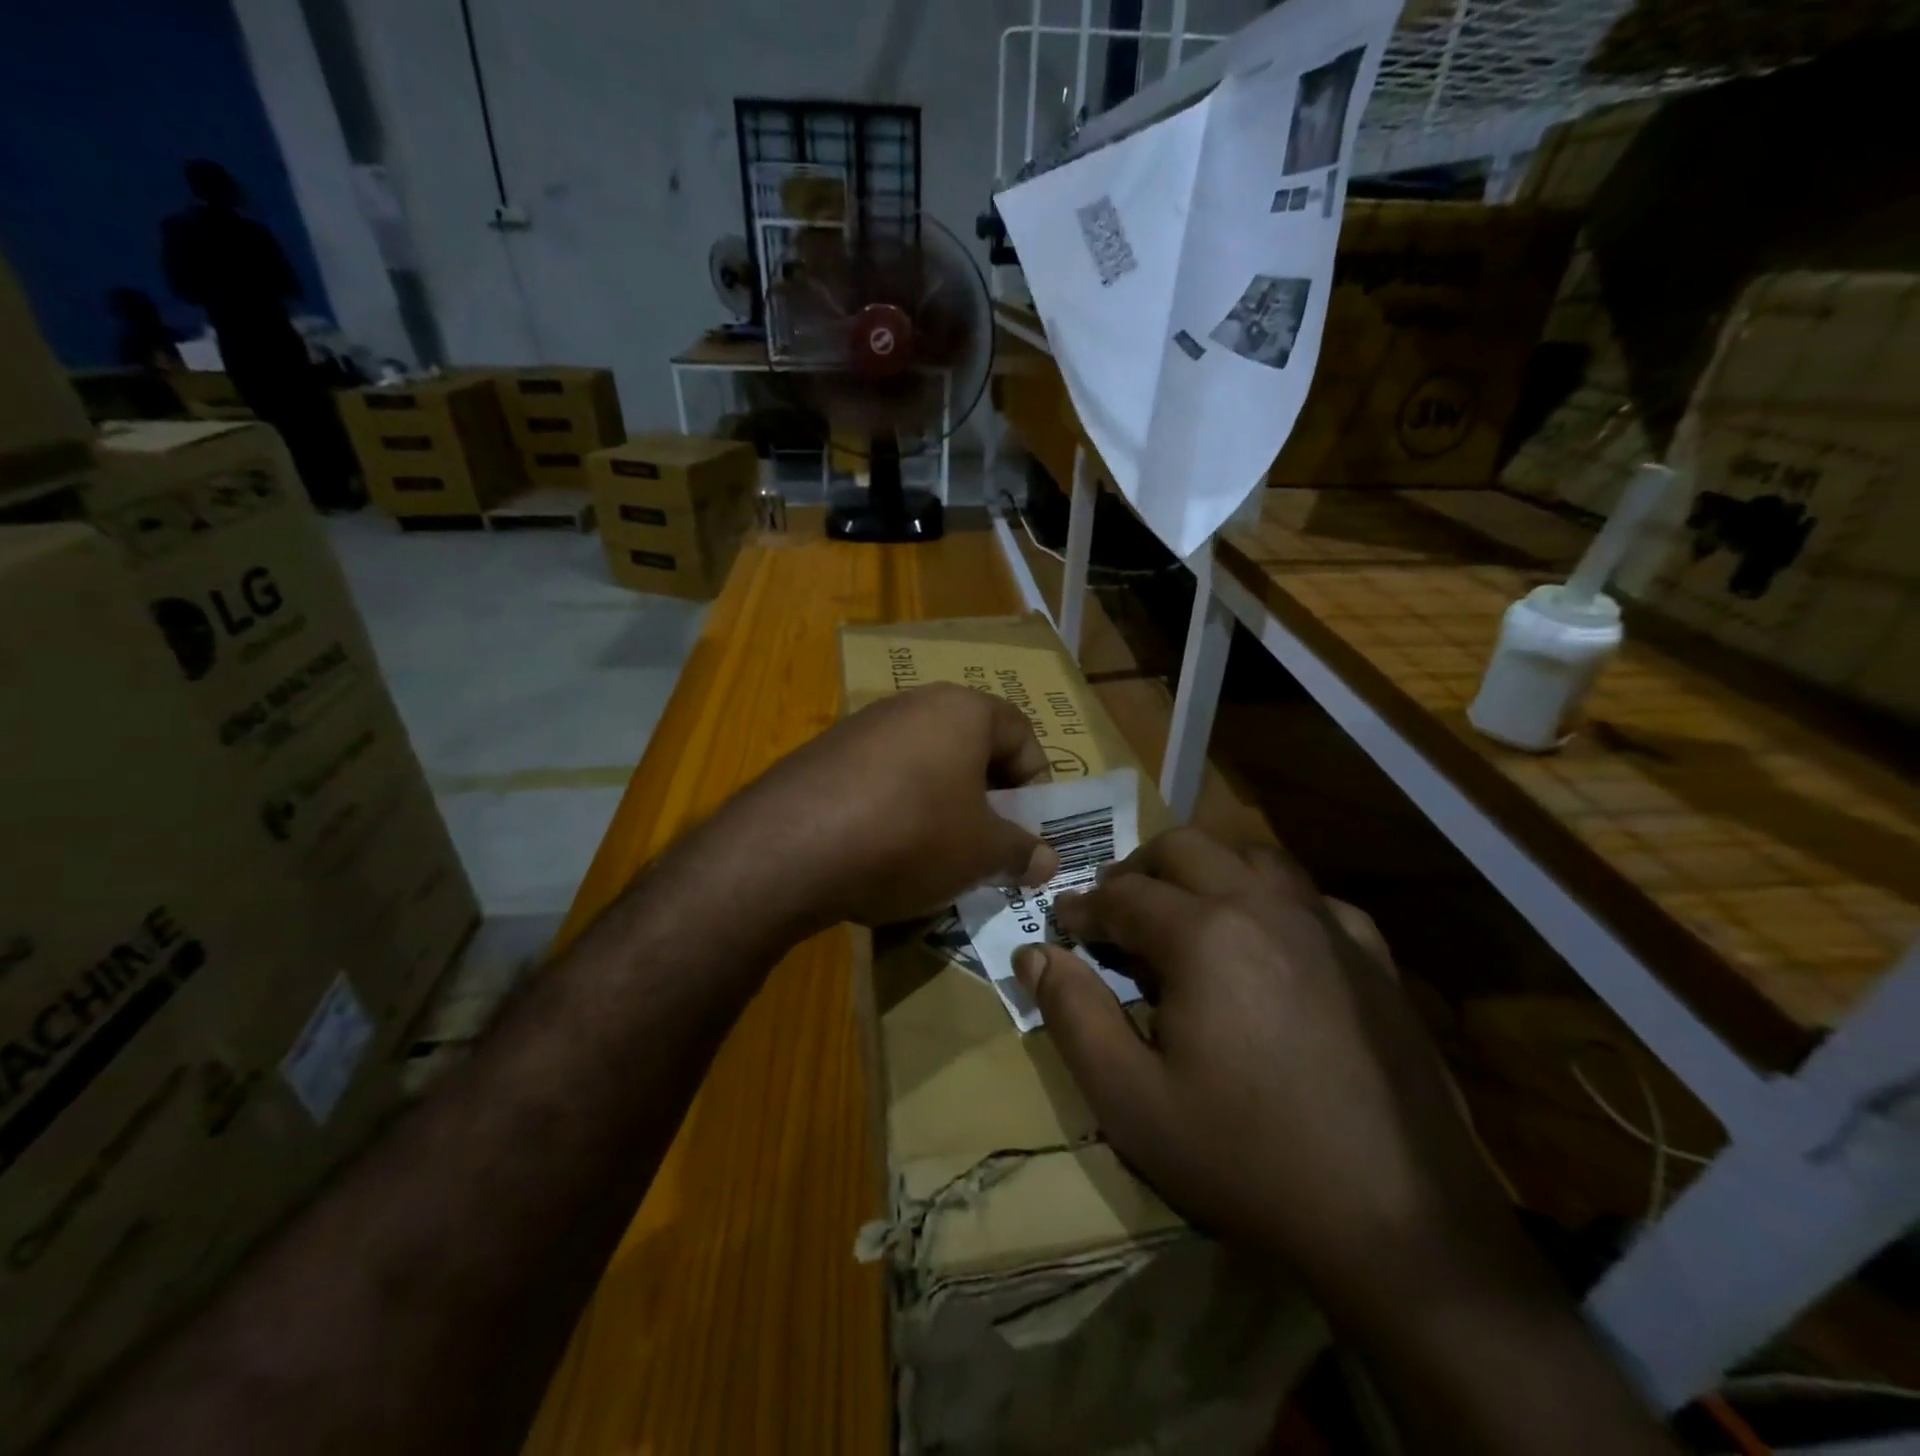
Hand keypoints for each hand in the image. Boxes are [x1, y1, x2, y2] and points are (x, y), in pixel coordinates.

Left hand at [715, 684, 1058, 930]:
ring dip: (940, 804)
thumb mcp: (980, 853)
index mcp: (962, 710)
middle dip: (986, 796)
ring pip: (922, 763)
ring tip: (937, 855)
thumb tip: (1046, 860)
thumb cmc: (911, 836)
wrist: (790, 848)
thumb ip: (1021, 852)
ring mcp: (861, 726)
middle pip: (968, 745)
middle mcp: (911, 704)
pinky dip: (895, 809)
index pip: (1020, 732)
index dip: (1035, 781)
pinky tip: (884, 852)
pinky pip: (879, 779)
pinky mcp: (823, 755)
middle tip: (987, 843)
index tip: (1027, 828)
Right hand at [1015, 827, 1536, 1326]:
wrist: (1400, 1225)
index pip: (1123, 894)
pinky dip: (1275, 901)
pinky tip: (1271, 942)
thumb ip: (1073, 1016)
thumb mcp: (1131, 1101)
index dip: (1083, 906)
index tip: (1063, 924)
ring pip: (1254, 857)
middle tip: (1115, 909)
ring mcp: (1327, 926)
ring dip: (1207, 869)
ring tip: (1186, 911)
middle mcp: (1265, 907)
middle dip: (1138, 869)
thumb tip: (1035, 954)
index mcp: (1204, 934)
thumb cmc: (1246, 1160)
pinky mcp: (1374, 958)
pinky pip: (1313, 899)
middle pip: (1186, 848)